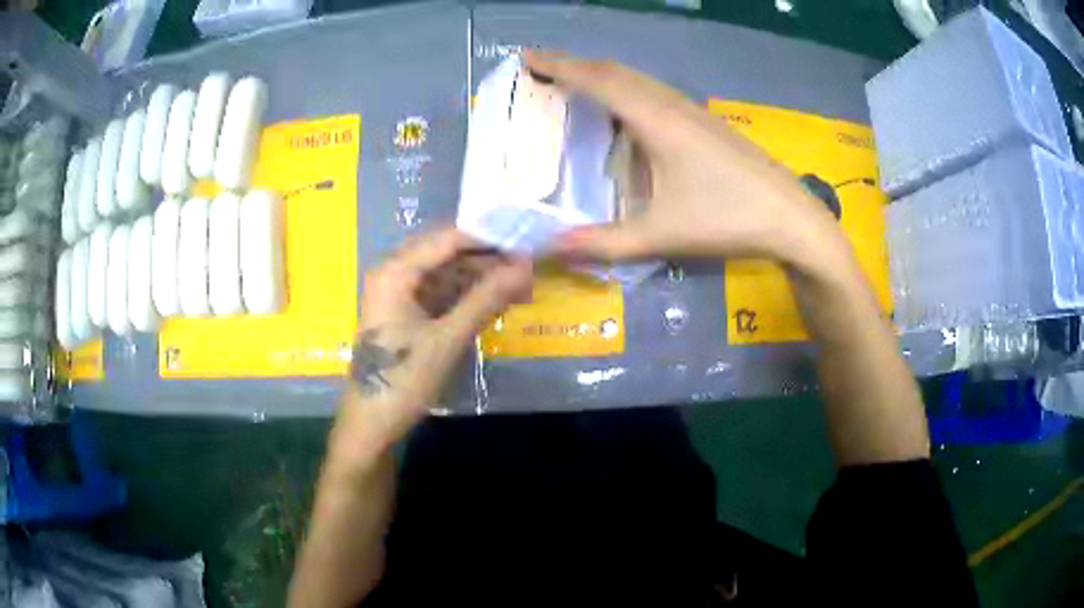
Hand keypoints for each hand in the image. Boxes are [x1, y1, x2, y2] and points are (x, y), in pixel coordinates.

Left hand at [336, 228, 531, 449]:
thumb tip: (526, 266)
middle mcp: (393, 274)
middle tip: (529, 265)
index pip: (448, 238)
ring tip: (521, 285)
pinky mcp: (404, 315)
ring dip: (480, 279)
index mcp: (395, 271)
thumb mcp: (448, 338)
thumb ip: (486, 298)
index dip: (488, 237)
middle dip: (487, 259)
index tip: (527, 238)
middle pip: (447, 254)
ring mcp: (397, 295)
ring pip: (445, 274)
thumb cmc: (403, 381)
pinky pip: (440, 294)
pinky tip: (495, 301)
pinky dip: (466, 297)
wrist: (372, 426)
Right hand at [525, 51, 846, 265]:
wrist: (792, 218)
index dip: (559, 65)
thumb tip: (548, 248)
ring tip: (574, 83)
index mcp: (656, 121)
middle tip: (541, 68)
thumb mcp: (661, 235)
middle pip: (616, 72)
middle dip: (574, 65)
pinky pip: (655, 93)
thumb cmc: (728, 220)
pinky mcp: (706, 123)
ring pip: (638, 80)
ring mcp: (693, 112)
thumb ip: (603, 243)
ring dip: (602, 75)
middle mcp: (671, 106)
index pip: (597, 81)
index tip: (526, 56)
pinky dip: (626, 90)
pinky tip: (625, 111)